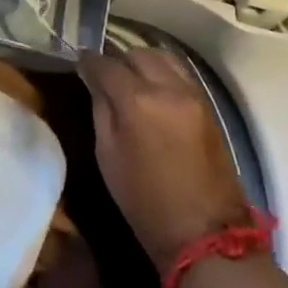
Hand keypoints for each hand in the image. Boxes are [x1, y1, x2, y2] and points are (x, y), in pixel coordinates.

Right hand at [78, 47, 249, 272]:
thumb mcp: (107, 155)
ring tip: (129, 78)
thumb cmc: (144, 201)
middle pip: (135, 53)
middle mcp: (166, 88)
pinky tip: (151, 88)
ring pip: (161, 57)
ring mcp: (192, 95)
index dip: (88, 62)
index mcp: (136, 101)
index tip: (79, 64)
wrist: (204, 235)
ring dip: (141, 61)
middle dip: (116, 59)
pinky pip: (179, 73)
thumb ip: (101, 109)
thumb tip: (95, 82)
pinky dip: (161, 72)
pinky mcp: (207, 106)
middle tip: (103, 73)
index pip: (105, 64)